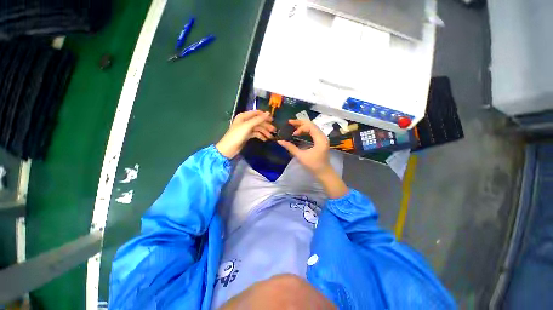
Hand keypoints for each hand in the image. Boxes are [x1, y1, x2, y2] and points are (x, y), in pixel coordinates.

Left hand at [216, 110, 274, 158]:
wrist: (229, 148)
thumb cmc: (237, 135)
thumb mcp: (248, 126)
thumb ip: (258, 119)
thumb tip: (268, 113)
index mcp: (244, 116)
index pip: (257, 113)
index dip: (265, 116)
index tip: (273, 120)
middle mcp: (245, 121)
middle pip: (258, 121)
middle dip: (266, 125)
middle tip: (274, 130)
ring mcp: (246, 128)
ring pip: (258, 128)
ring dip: (265, 132)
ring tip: (271, 137)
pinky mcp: (247, 135)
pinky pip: (256, 134)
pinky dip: (261, 136)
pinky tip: (265, 139)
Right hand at [277, 119, 347, 198]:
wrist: (324, 173)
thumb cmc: (313, 165)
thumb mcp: (301, 156)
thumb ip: (290, 147)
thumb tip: (280, 141)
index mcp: (320, 139)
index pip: (310, 126)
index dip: (300, 126)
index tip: (292, 131)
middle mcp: (323, 136)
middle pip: (312, 124)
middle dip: (300, 122)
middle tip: (290, 122)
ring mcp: (322, 138)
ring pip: (313, 127)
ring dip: (303, 126)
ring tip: (293, 126)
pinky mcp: (321, 141)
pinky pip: (313, 132)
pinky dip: (306, 130)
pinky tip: (300, 132)